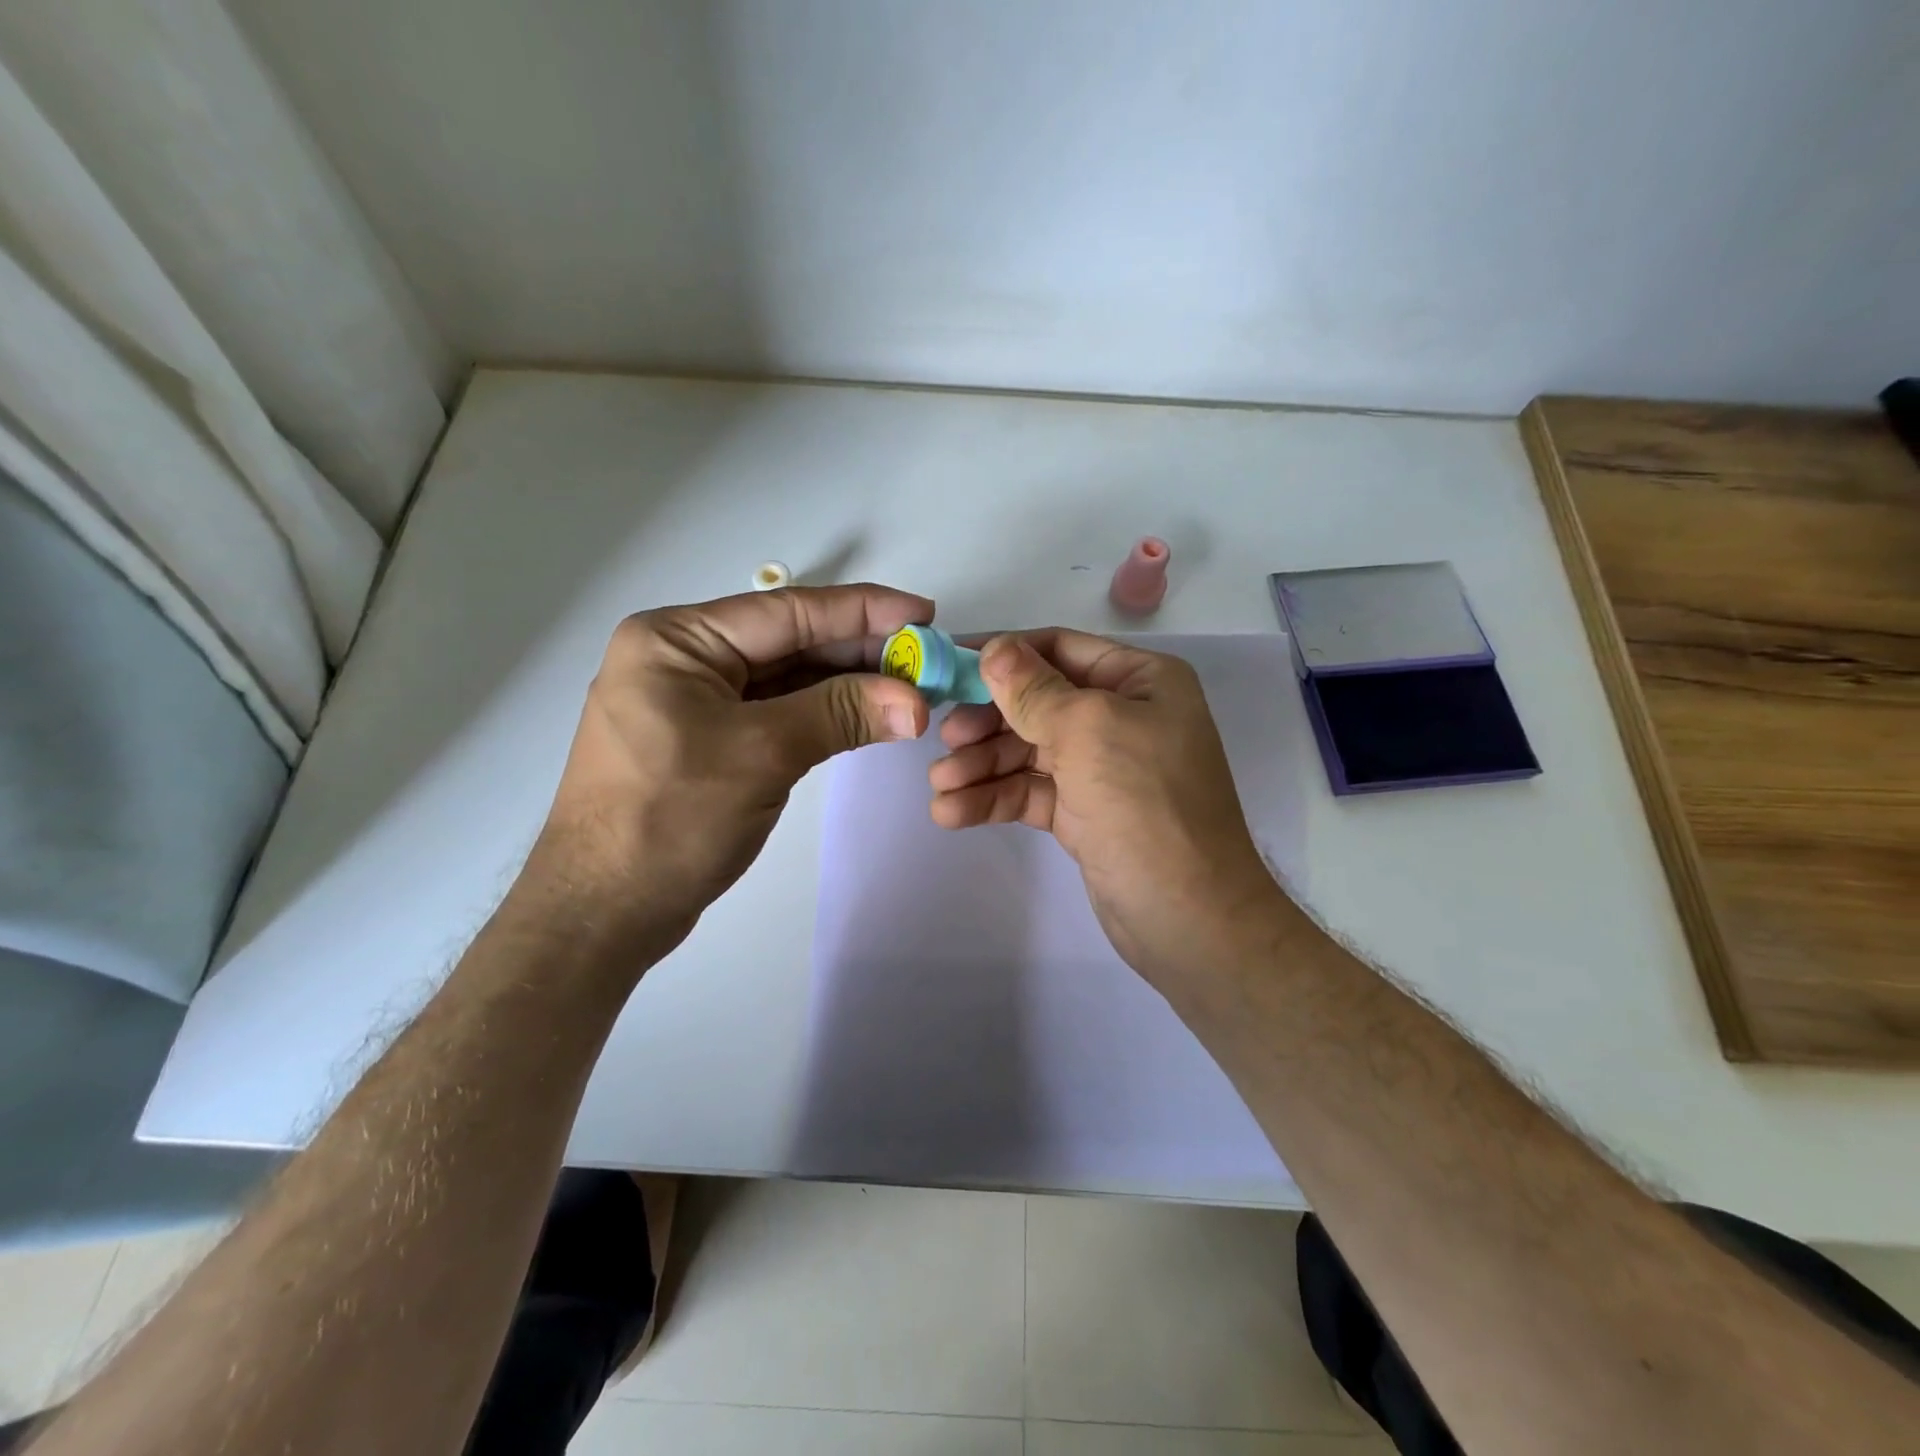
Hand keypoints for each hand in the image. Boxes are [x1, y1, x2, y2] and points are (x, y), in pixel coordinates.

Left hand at [535, 585, 933, 945]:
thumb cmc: (670, 820)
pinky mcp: (710, 740)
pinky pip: (778, 712)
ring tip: (911, 686)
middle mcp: (684, 659)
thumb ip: (840, 714)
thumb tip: (917, 701)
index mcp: (677, 640)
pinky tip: (869, 713)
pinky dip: (824, 713)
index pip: (787, 612)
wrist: (604, 912)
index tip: (924, 614)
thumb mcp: (761, 754)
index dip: (863, 611)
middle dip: (861, 651)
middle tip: (927, 659)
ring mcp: (695, 702)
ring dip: (849, 684)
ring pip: (788, 679)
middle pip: (790, 642)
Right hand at [928, 630, 1284, 984]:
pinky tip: (952, 812)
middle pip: (1037, 703)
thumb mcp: (1088, 730)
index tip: (948, 666)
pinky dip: (993, 798)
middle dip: (988, 720)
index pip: (1059, 649)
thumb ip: (1034, 689)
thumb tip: (994, 648)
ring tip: (941, 785)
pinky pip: (1031, 791)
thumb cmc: (1145, 804)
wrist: (1188, 917)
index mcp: (1140, 680)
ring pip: (1028, 751)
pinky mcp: (1084, 812)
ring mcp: (1102, 767)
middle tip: (945, 738)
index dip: (1003, 654)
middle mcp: (1123, 716)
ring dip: (981, 765)